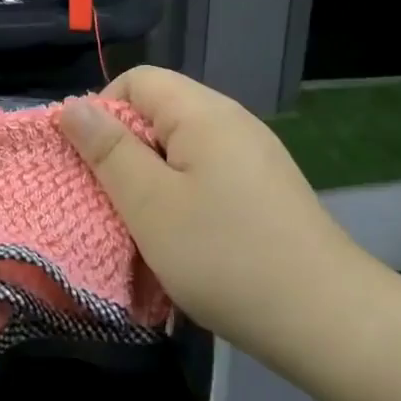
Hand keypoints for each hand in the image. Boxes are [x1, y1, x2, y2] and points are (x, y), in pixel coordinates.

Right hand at [58, 67, 386, 371]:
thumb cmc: (224, 257)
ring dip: (151, 178)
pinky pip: (207, 173)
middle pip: (160, 111)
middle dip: (124, 149)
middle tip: (111, 200)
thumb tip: (73, 106)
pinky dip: (182, 195)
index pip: (137, 80)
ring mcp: (254, 156)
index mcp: (204, 113)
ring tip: (143, 224)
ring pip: (181, 147)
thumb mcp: (149, 204)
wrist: (327, 320)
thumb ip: (108, 150)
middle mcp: (232, 122)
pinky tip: (184, 237)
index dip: (102, 111)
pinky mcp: (265, 189)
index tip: (90, 163)